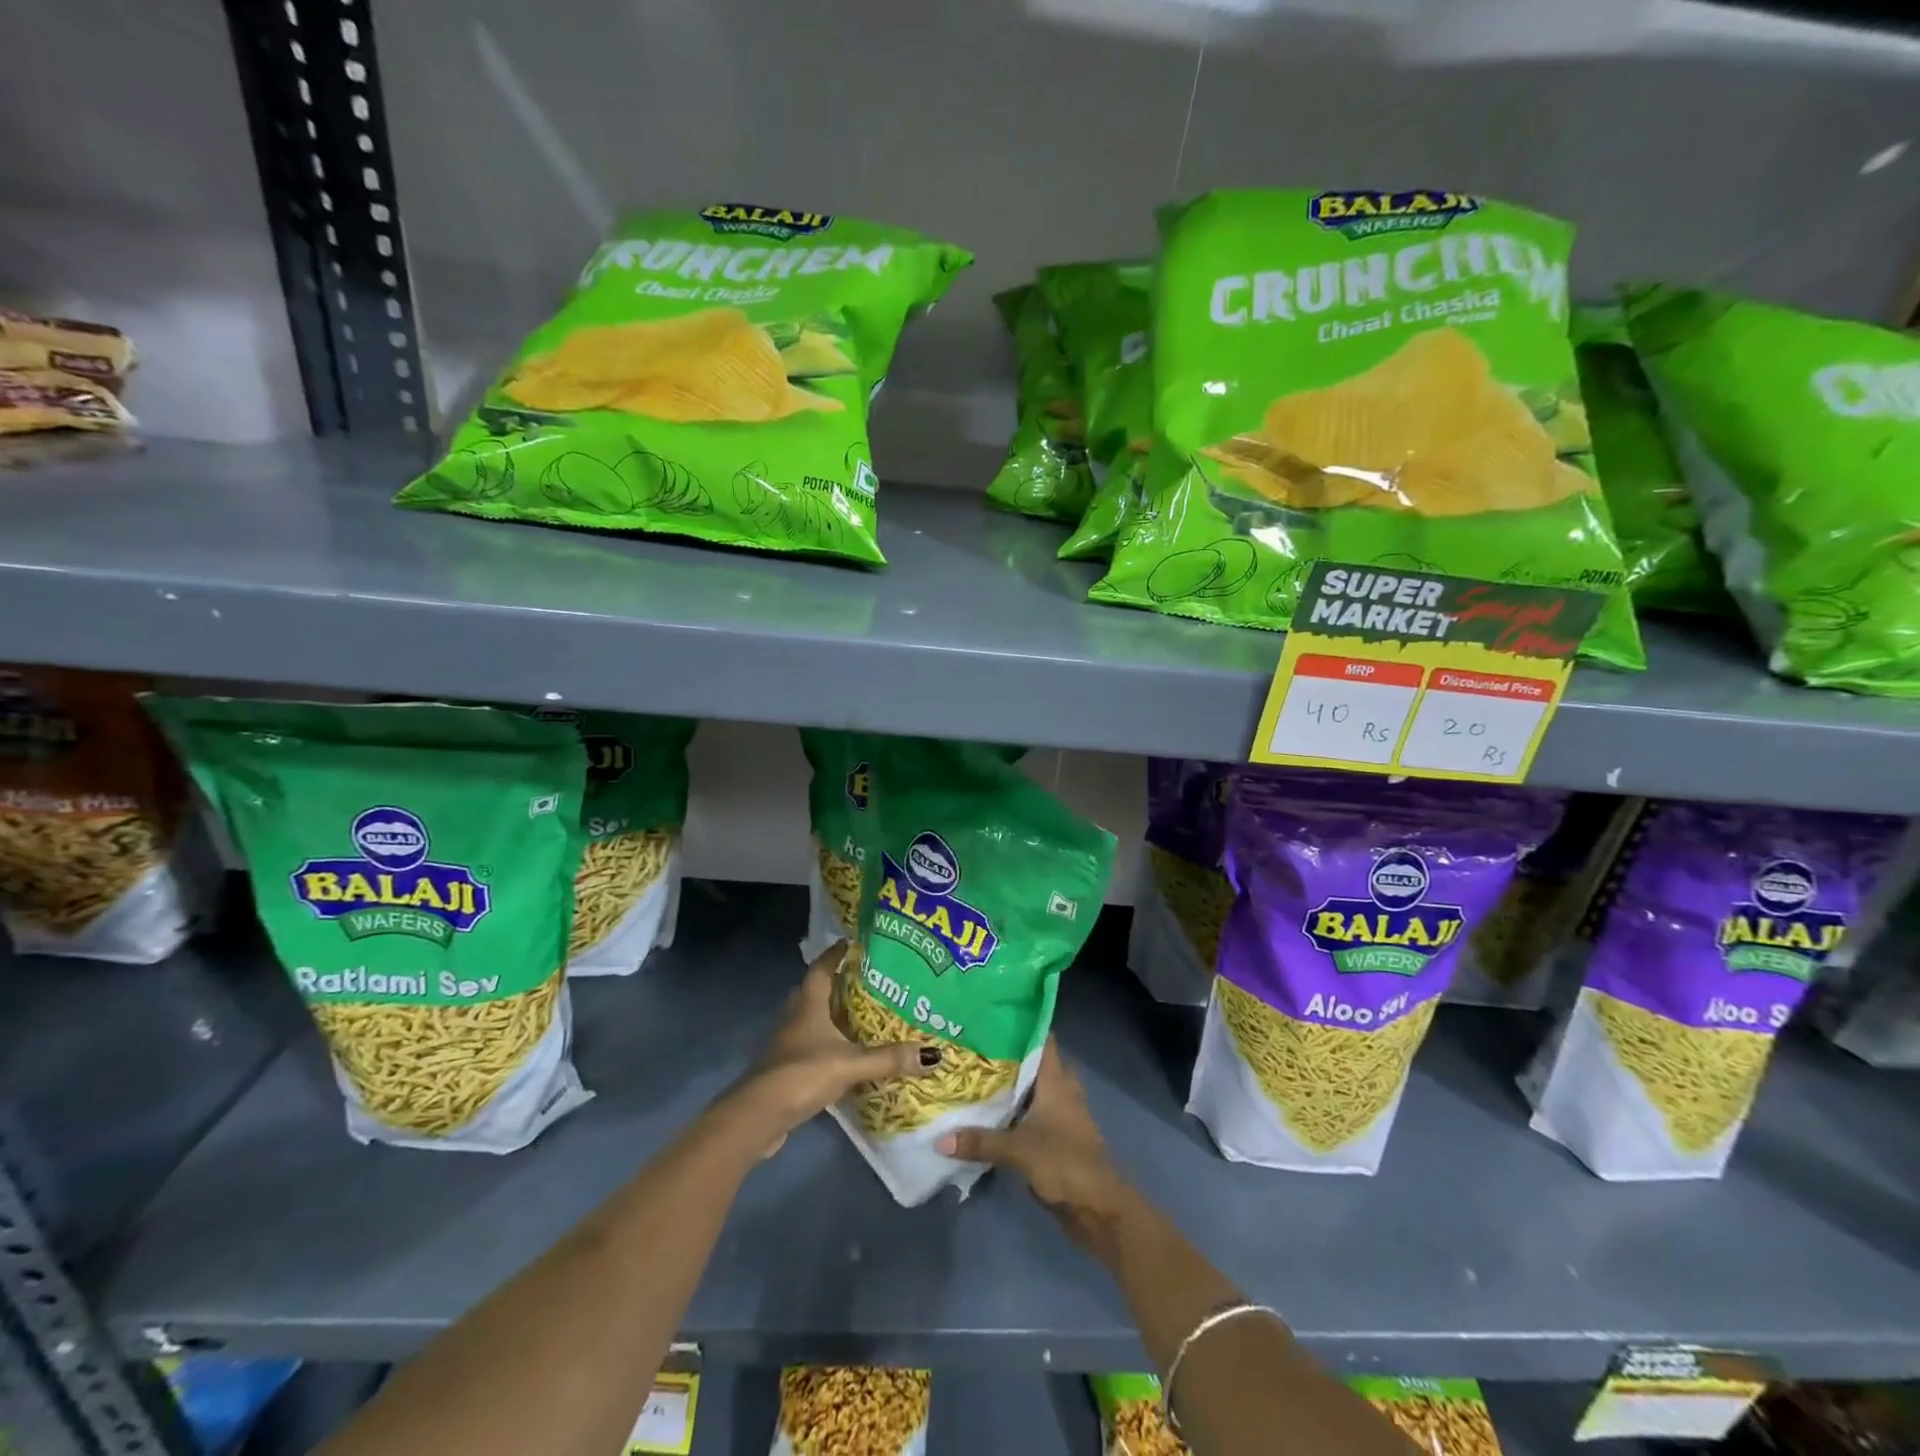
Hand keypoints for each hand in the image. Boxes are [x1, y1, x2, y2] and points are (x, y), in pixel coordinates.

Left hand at [730, 941, 937, 1154]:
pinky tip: (850, 1052)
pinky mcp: (788, 1067)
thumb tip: (933, 1054)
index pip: (822, 966)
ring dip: (836, 1015)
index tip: (856, 942)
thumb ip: (888, 1058)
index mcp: (808, 1003)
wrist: (758, 1117)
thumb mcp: (850, 1064)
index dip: (837, 952)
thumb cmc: (802, 1074)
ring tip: (867, 1014)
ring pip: (815, 1018)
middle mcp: (796, 1016)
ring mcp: (789, 1042)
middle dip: (842, 983)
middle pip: (818, 990)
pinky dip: (831, 1043)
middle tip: (872, 979)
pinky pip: (814, 1044)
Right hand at [936, 1039, 1132, 1253]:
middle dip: (1013, 1055)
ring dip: (1016, 1085)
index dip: (1024, 1025)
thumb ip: (980, 1141)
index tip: (995, 1015)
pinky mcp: (1061, 1138)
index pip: (1043, 1040)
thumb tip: (939, 1140)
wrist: (1098, 1207)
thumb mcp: (1017, 1150)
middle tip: (979, 1047)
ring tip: (980, 1076)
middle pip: (1038, 1063)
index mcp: (1057, 1080)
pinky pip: (1037, 1114)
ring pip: (1038, 1089)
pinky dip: (1020, 1111)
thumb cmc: (1063, 1162)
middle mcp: (1063, 1090)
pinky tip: (995, 1114)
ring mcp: (1064, 1115)